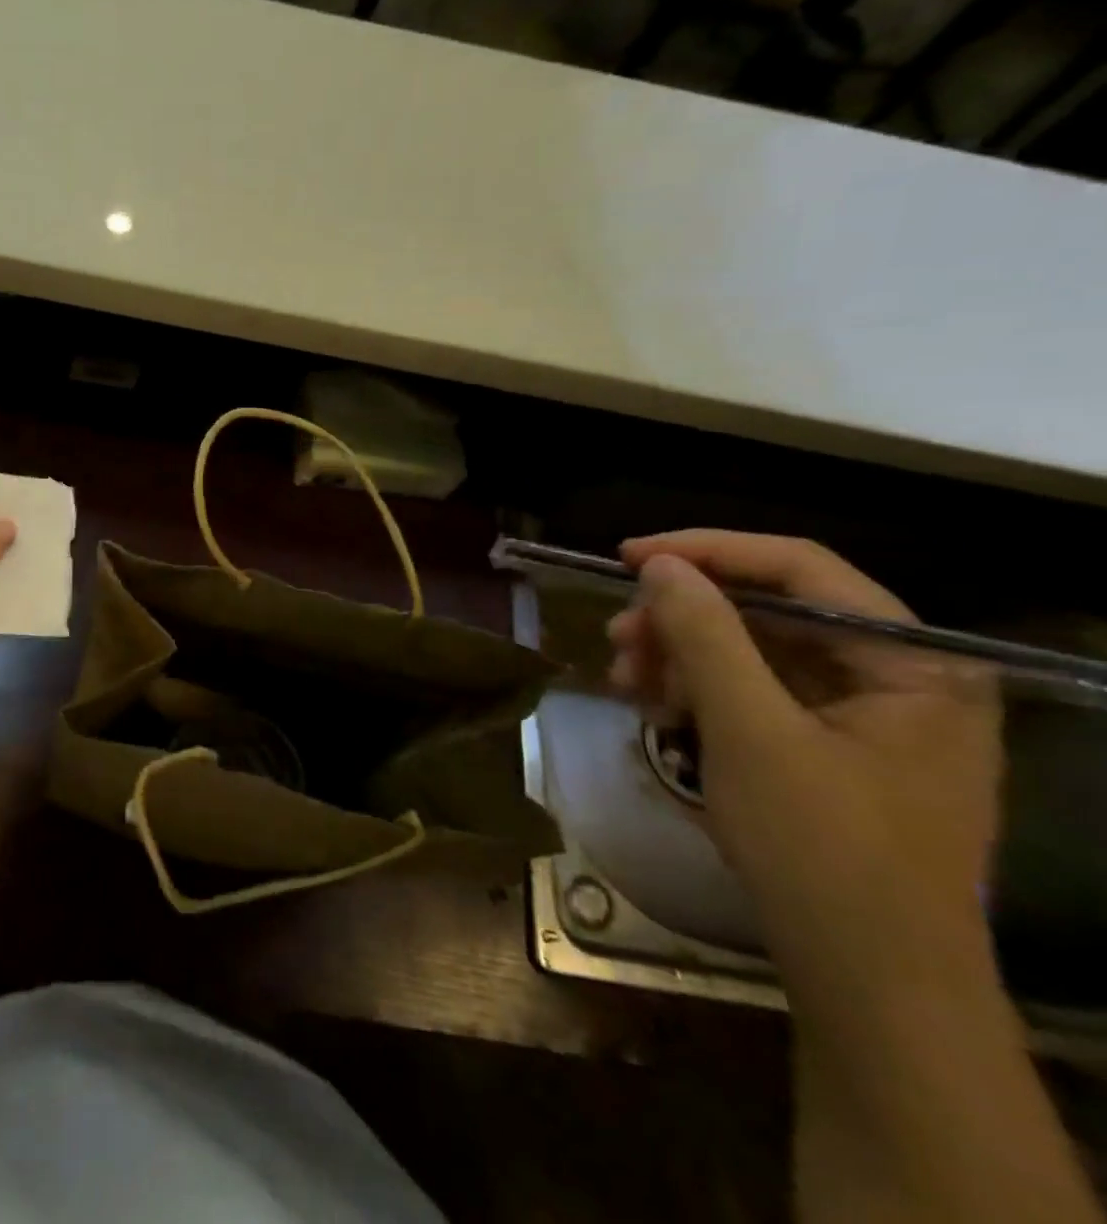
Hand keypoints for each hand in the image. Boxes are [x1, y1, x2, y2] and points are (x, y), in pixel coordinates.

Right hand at [606, 530, 1002, 986]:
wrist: (868, 981)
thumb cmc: (822, 849)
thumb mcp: (750, 731)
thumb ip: (705, 635)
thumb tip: (659, 565)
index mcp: (915, 662)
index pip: (802, 568)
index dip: (708, 551)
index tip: (627, 557)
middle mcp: (901, 677)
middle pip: (772, 612)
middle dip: (684, 620)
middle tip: (616, 637)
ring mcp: (868, 717)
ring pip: (755, 653)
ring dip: (682, 658)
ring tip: (625, 681)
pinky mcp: (833, 750)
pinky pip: (756, 696)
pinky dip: (701, 695)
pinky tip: (657, 712)